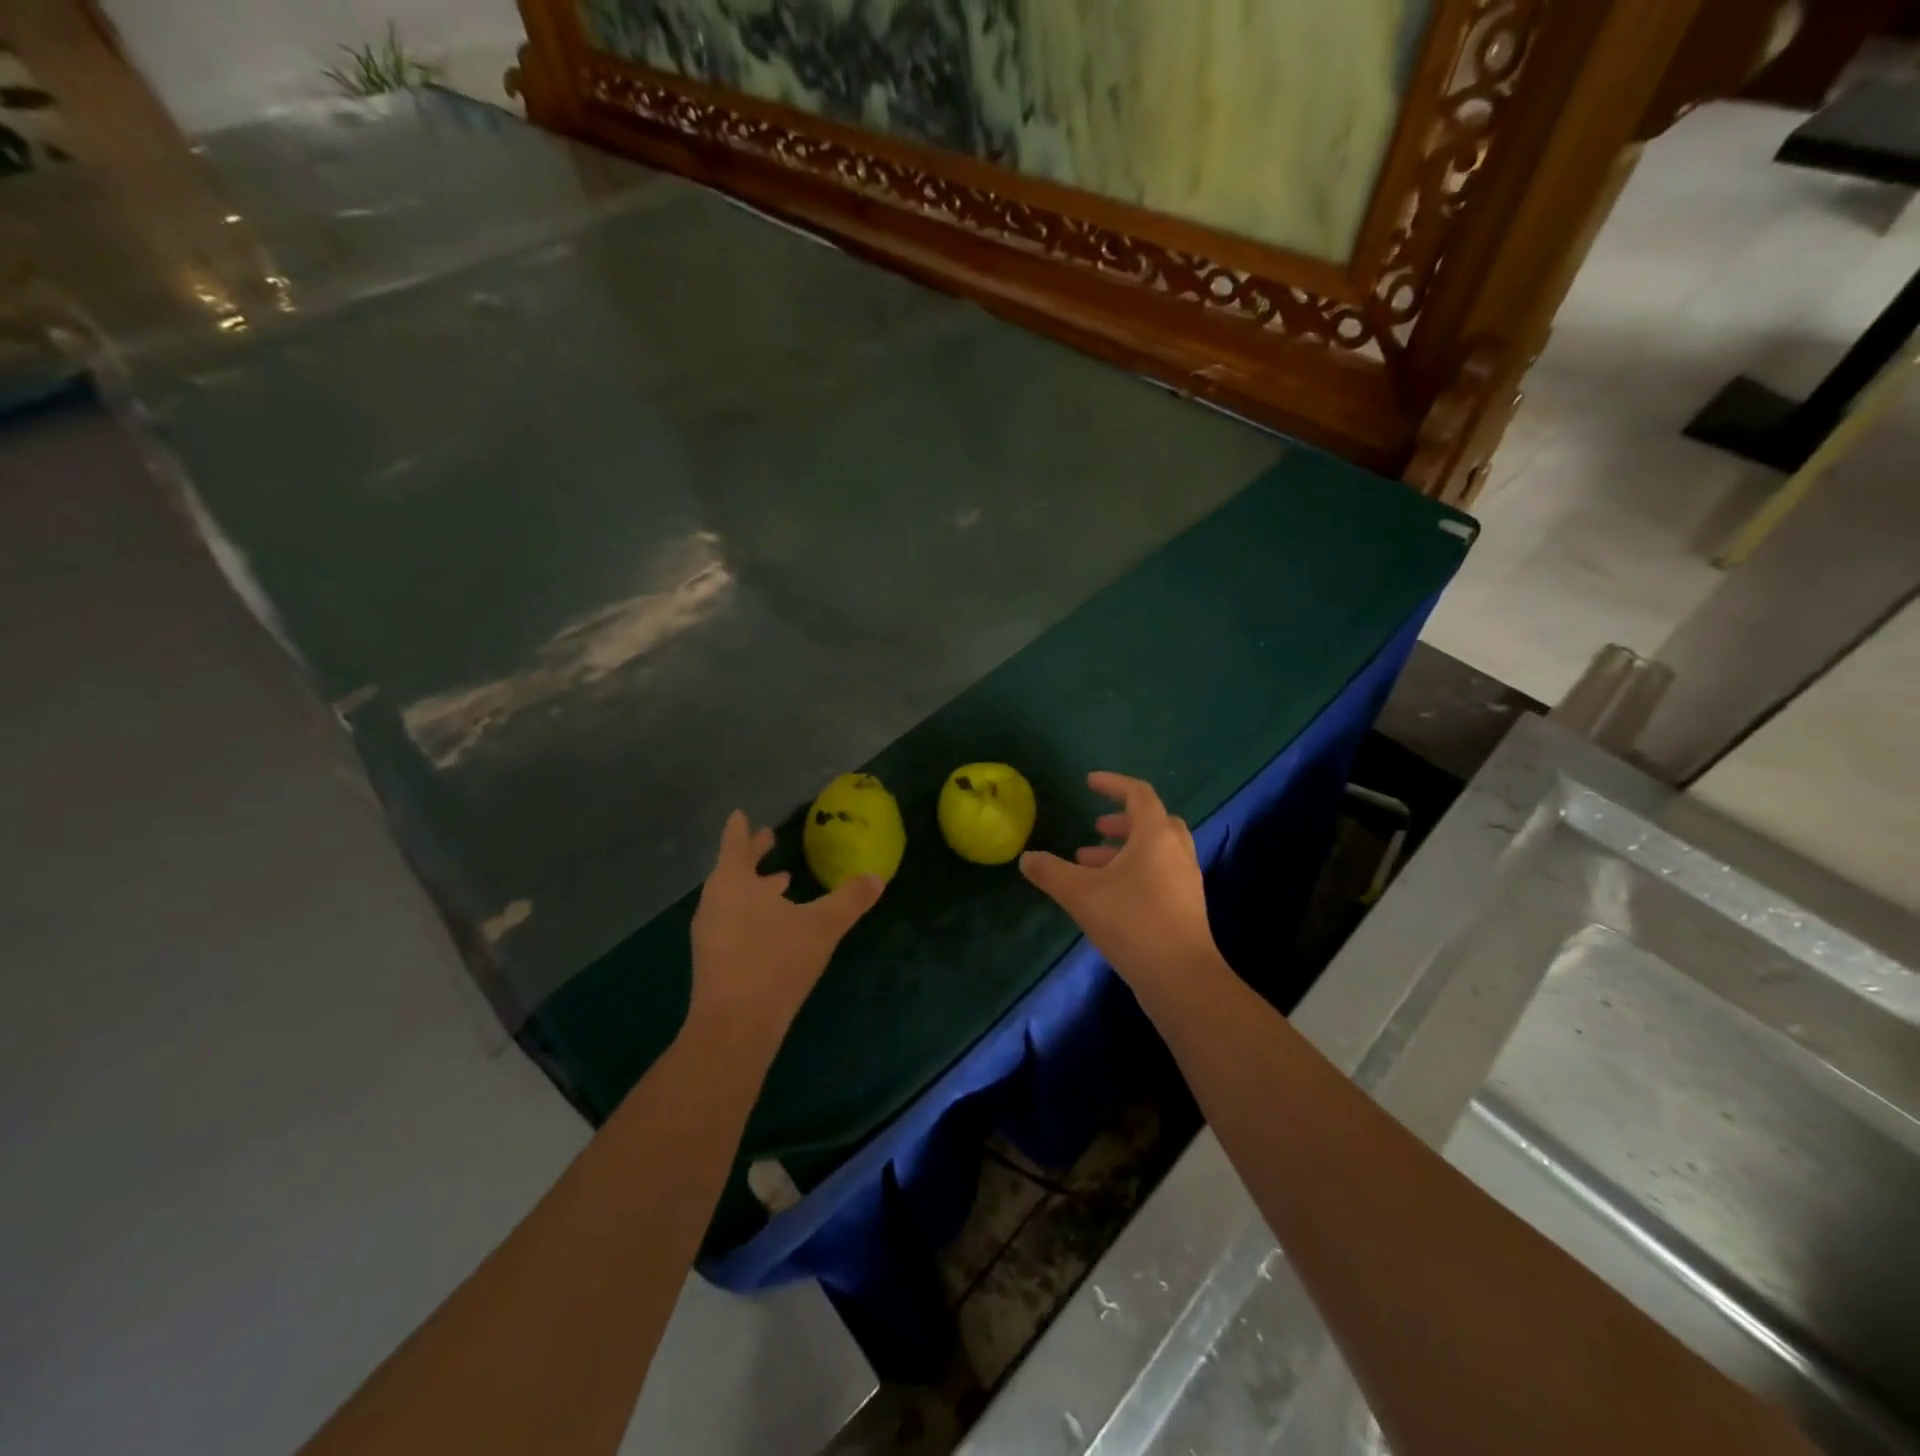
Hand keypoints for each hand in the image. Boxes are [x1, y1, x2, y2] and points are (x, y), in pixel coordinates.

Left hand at [688, 810, 882, 1048]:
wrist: (734, 1028)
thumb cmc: (775, 962)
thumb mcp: (821, 926)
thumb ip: (850, 900)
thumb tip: (877, 877)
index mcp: (733, 883)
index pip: (735, 844)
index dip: (740, 829)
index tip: (741, 814)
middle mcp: (715, 902)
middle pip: (732, 869)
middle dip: (753, 855)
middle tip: (770, 839)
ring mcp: (710, 933)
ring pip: (732, 898)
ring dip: (755, 886)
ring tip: (782, 882)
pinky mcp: (712, 961)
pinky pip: (732, 922)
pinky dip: (751, 912)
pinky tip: (774, 927)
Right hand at [1019, 772, 1219, 992]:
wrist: (1181, 977)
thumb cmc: (1131, 922)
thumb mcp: (1080, 894)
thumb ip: (1051, 872)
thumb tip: (1026, 858)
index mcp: (1156, 836)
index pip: (1138, 794)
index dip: (1113, 784)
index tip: (1089, 783)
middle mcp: (1177, 851)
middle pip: (1153, 821)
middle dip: (1122, 822)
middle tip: (1095, 830)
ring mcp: (1187, 880)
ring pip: (1157, 850)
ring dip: (1126, 850)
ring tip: (1091, 865)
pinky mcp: (1188, 907)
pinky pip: (1161, 874)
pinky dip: (1137, 872)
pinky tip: (1112, 896)